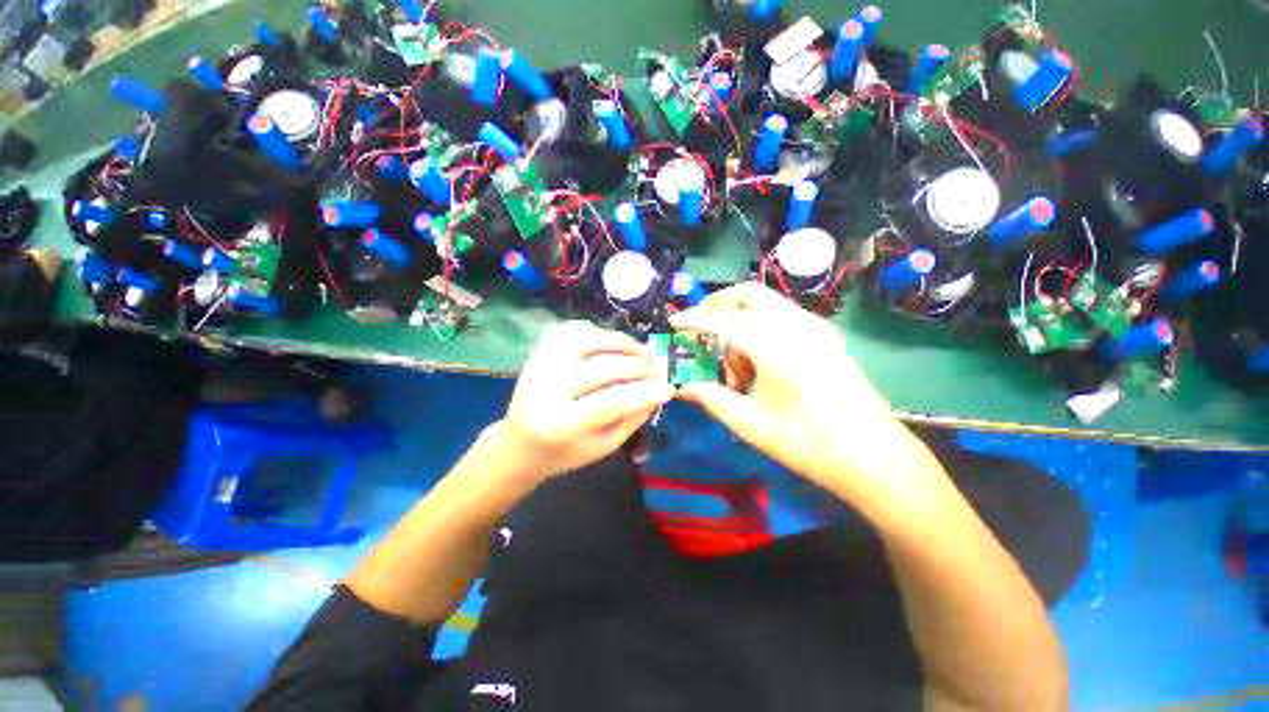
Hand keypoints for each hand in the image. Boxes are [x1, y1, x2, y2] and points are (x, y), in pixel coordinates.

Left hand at [492, 320, 674, 486]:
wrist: (520, 442)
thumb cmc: (565, 452)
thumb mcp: (603, 446)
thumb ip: (632, 419)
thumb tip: (660, 391)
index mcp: (560, 425)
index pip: (609, 402)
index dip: (643, 393)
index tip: (668, 387)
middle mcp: (545, 389)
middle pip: (600, 368)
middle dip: (637, 366)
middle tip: (658, 369)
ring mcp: (539, 364)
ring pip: (587, 340)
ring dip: (621, 342)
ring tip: (641, 352)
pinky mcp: (539, 351)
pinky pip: (572, 330)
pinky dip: (598, 331)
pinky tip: (613, 343)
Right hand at [671, 283, 942, 516]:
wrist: (874, 456)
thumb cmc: (809, 444)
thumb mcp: (751, 424)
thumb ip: (711, 398)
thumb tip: (681, 386)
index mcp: (777, 347)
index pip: (724, 320)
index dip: (694, 320)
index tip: (674, 323)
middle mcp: (797, 326)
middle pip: (748, 294)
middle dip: (717, 304)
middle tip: (698, 327)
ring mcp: (816, 327)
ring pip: (767, 301)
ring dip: (739, 314)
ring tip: (727, 349)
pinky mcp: (826, 335)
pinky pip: (783, 314)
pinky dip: (759, 322)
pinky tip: (755, 355)